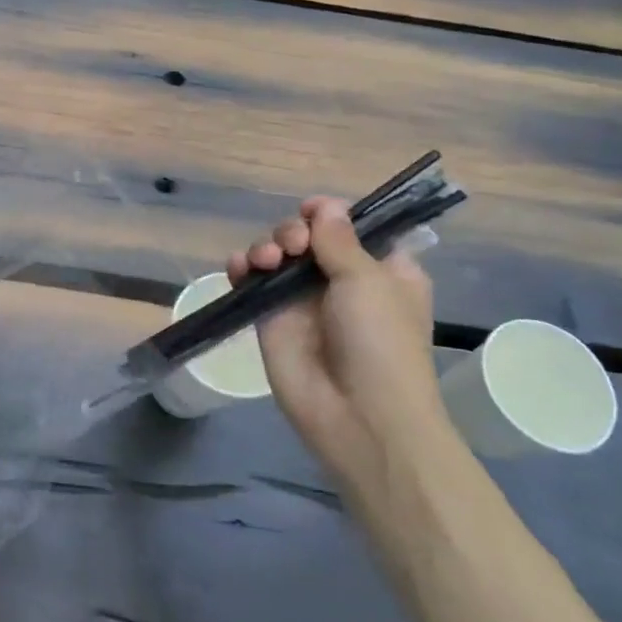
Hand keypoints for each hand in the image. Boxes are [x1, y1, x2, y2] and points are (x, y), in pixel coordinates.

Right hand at [228, 196, 450, 514]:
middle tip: (295, 247)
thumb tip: (324, 205)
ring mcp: (302, 300)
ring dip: (267, 246)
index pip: (351, 226)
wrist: (357, 415)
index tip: (316, 213)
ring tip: (267, 260)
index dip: (330, 214)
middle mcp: (340, 280)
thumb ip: (339, 239)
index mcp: (380, 269)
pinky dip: (241, 267)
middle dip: (294, 230)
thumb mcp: (369, 281)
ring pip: (276, 254)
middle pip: (307, 235)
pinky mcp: (270, 318)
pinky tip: (240, 267)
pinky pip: (250, 282)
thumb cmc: (380, 343)